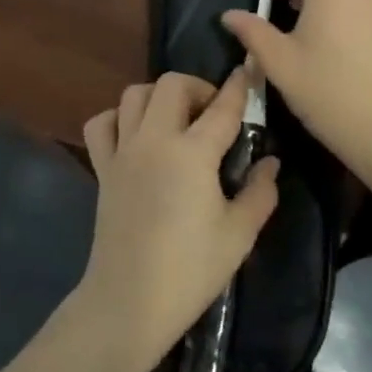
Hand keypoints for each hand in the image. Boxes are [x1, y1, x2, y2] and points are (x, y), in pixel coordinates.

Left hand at [72, 71, 278, 371]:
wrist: (128, 302)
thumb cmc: (190, 270)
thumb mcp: (239, 235)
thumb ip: (260, 192)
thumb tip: (270, 163)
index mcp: (193, 153)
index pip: (223, 107)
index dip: (240, 85)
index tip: (249, 69)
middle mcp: (154, 140)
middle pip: (171, 84)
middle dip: (197, 87)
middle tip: (213, 114)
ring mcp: (123, 152)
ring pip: (133, 94)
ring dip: (158, 97)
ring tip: (176, 121)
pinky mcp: (102, 169)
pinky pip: (102, 124)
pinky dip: (118, 118)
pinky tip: (135, 136)